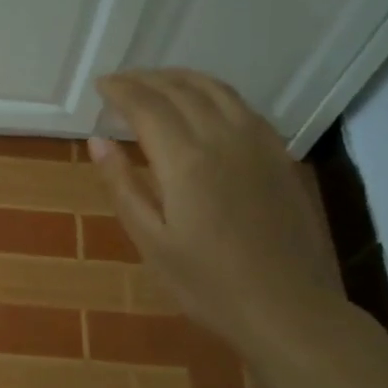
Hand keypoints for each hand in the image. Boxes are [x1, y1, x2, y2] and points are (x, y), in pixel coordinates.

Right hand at [89, 69, 338, 356]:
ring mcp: (259, 144)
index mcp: (187, 161)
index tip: (100, 85)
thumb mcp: (151, 242)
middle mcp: (224, 138)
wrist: (288, 309)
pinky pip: (243, 106)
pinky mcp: (280, 156)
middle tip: (121, 82)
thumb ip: (123, 186)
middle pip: (181, 90)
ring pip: (216, 90)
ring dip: (181, 79)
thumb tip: (98, 141)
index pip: (147, 106)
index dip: (121, 90)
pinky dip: (214, 93)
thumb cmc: (208, 284)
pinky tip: (205, 105)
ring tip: (157, 82)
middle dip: (146, 79)